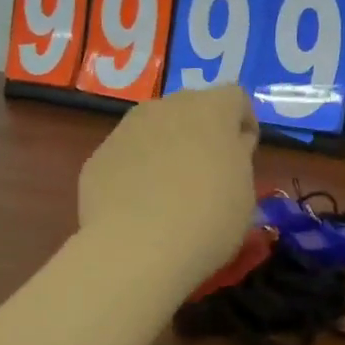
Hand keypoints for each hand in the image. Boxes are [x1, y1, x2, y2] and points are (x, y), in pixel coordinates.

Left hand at [78, 86, 258, 287]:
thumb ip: (238, 158)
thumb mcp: (245, 191)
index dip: (244, 122)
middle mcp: (166, 107)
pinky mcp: (98, 156)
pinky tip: (141, 207)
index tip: (246, 153)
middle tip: (210, 170)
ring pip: (155, 129)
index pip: (236, 97)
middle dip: (203, 132)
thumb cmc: (209, 218)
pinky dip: (137, 172)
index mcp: (211, 110)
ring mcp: (126, 129)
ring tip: (172, 191)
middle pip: (191, 108)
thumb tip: (229, 147)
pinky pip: (128, 156)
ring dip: (168, 148)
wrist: (138, 248)